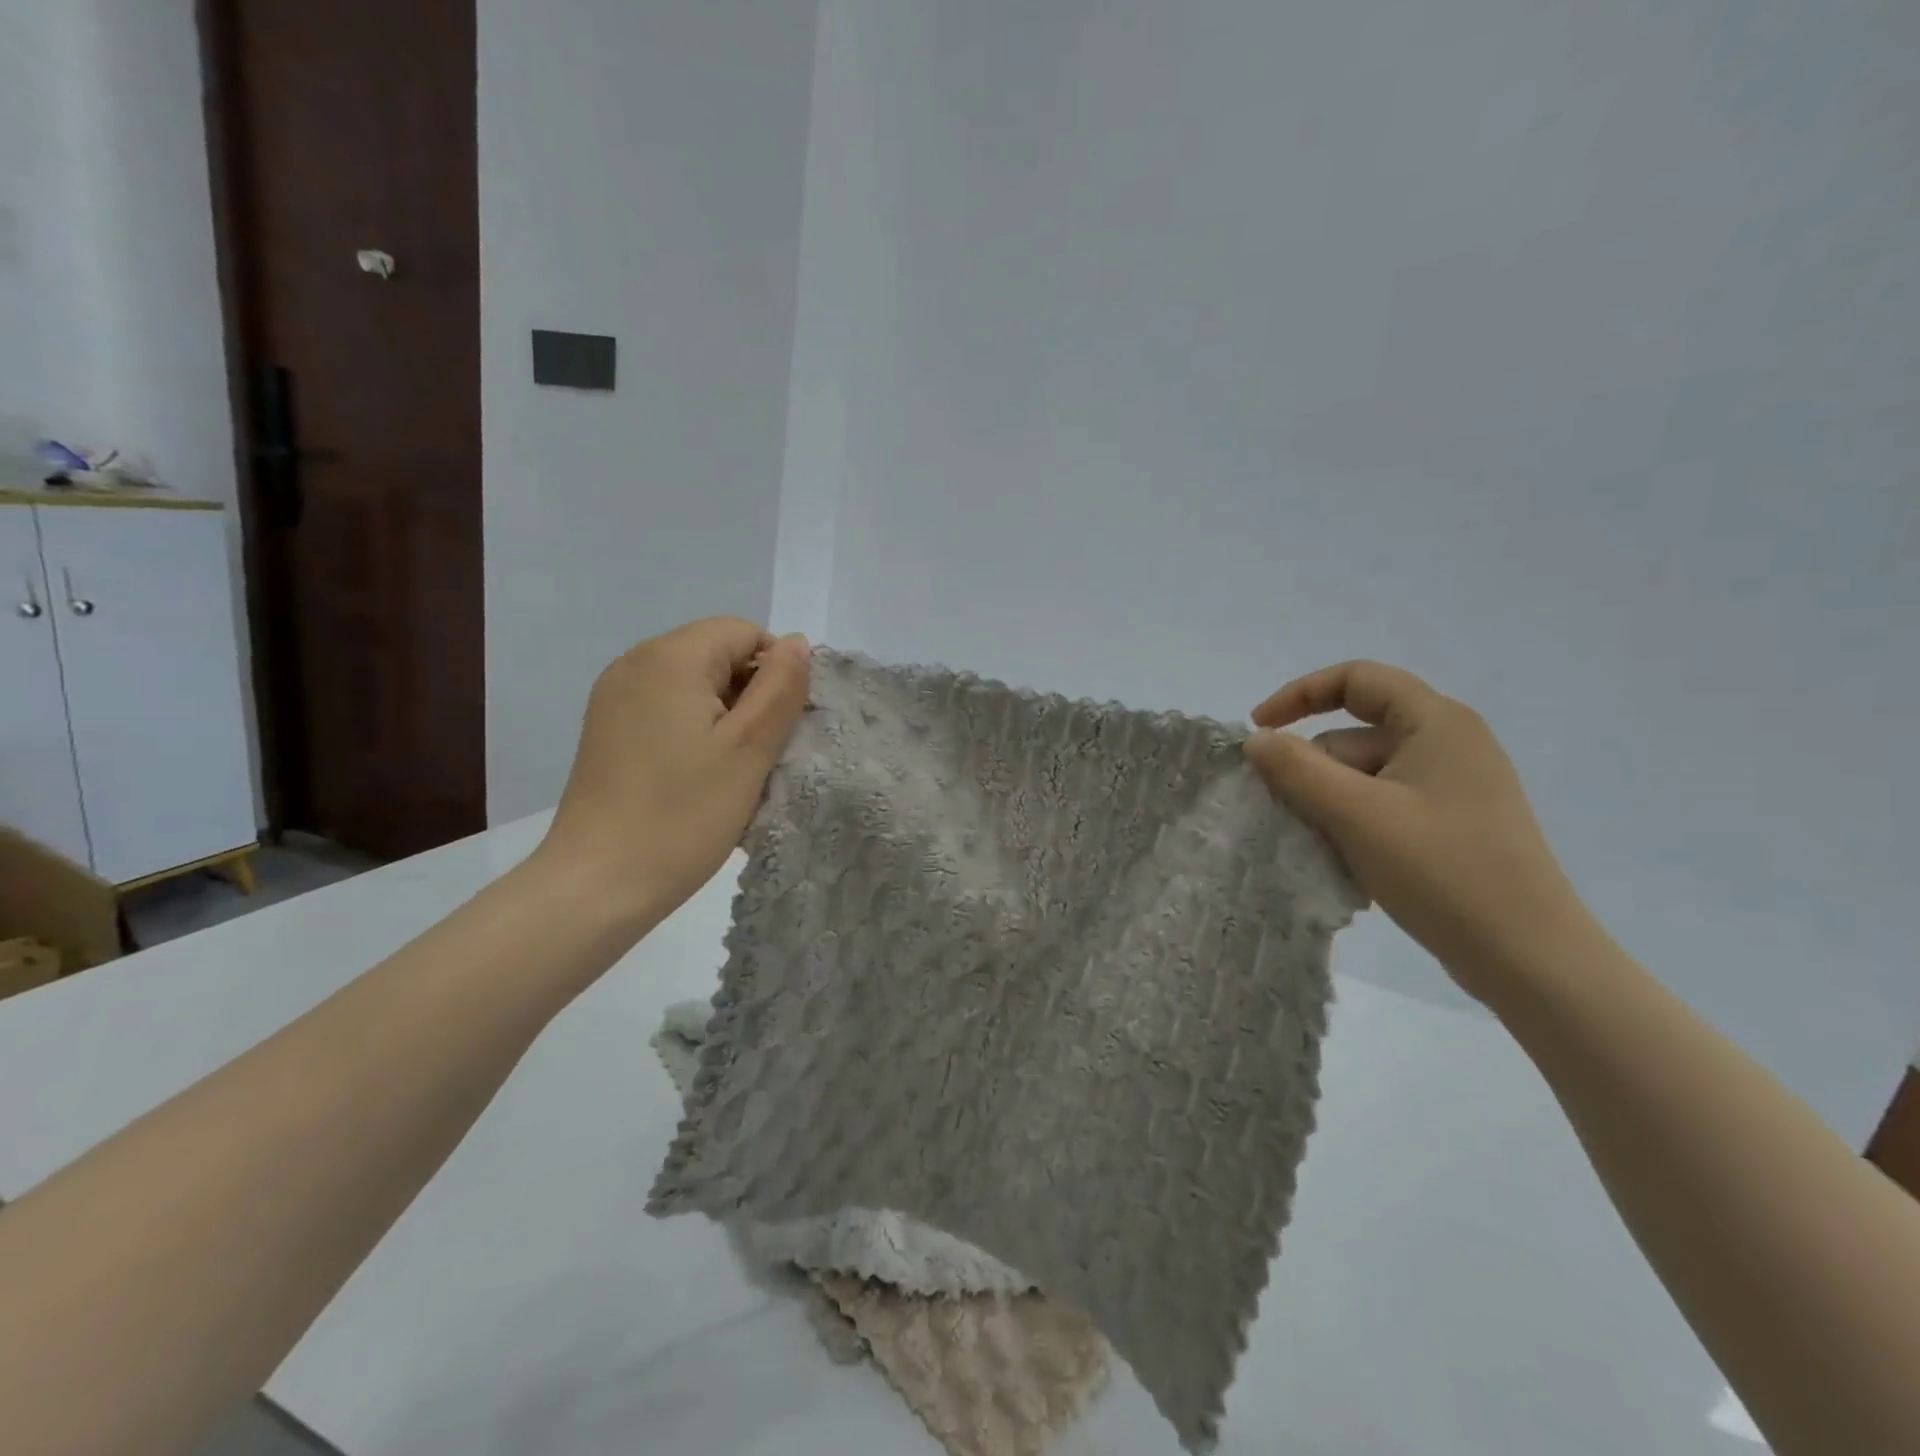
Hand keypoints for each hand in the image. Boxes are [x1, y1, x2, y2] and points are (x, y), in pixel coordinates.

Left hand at [535, 618, 811, 929]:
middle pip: (716, 654)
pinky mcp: (607, 729)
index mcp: (670, 658)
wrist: (599, 884)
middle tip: (761, 753)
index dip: (775, 670)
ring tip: (732, 769)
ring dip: (726, 716)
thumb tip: (796, 643)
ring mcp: (614, 697)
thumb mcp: (750, 748)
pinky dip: (695, 729)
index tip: (782, 726)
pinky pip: (667, 708)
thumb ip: (781, 686)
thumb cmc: (684, 814)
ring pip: (694, 684)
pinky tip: (698, 775)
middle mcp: (634, 663)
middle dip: (751, 693)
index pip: (743, 632)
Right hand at [1243, 660, 1591, 1001]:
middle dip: (1314, 770)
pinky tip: (1348, 862)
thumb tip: (1255, 740)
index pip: (1356, 679)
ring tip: (1322, 847)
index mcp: (1437, 723)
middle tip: (1290, 813)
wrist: (1528, 959)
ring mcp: (1451, 788)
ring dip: (1330, 804)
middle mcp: (1448, 745)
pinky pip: (1382, 807)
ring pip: (1363, 777)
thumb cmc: (1442, 871)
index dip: (1299, 694)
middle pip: (1354, 736)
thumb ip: (1297, 769)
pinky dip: (1354, 825)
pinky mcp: (1450, 826)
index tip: (1259, 730)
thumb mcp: (1356, 814)